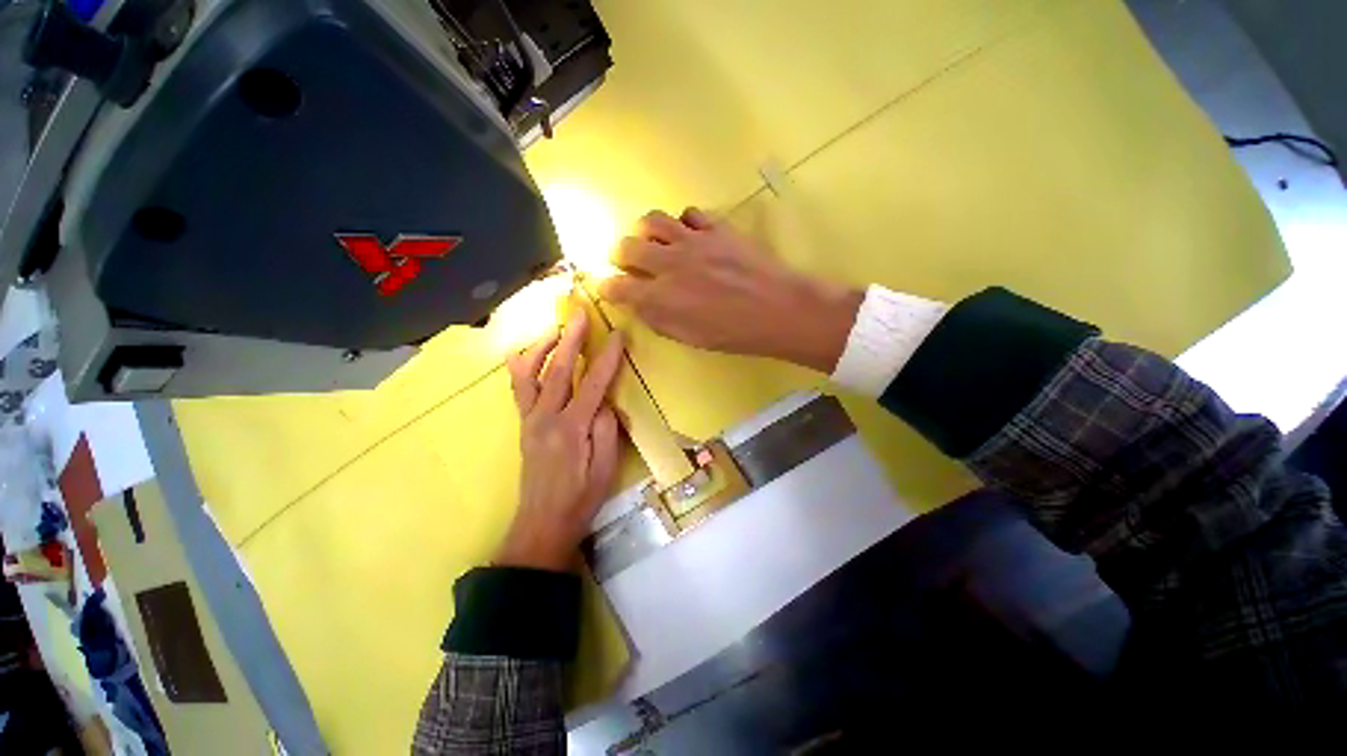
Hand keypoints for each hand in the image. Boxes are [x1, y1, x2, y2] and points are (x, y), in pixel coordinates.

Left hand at [495, 309, 624, 571]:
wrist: (543, 522)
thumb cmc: (581, 498)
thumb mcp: (605, 467)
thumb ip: (606, 429)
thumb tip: (605, 401)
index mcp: (571, 428)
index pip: (593, 383)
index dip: (607, 357)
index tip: (618, 335)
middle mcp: (546, 418)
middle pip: (558, 369)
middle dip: (571, 339)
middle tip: (579, 314)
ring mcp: (530, 420)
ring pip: (530, 374)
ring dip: (542, 347)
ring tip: (555, 329)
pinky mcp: (523, 425)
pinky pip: (519, 389)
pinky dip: (522, 367)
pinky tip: (525, 355)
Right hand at [598, 209, 862, 372]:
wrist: (778, 310)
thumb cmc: (735, 334)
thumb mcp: (691, 338)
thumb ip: (660, 320)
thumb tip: (640, 305)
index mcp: (661, 297)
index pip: (618, 286)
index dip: (608, 287)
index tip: (609, 288)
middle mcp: (670, 264)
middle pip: (627, 246)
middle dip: (620, 254)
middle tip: (629, 262)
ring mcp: (693, 241)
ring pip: (653, 220)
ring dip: (646, 231)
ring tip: (656, 242)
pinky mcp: (716, 227)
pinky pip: (690, 213)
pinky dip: (683, 223)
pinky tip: (691, 235)